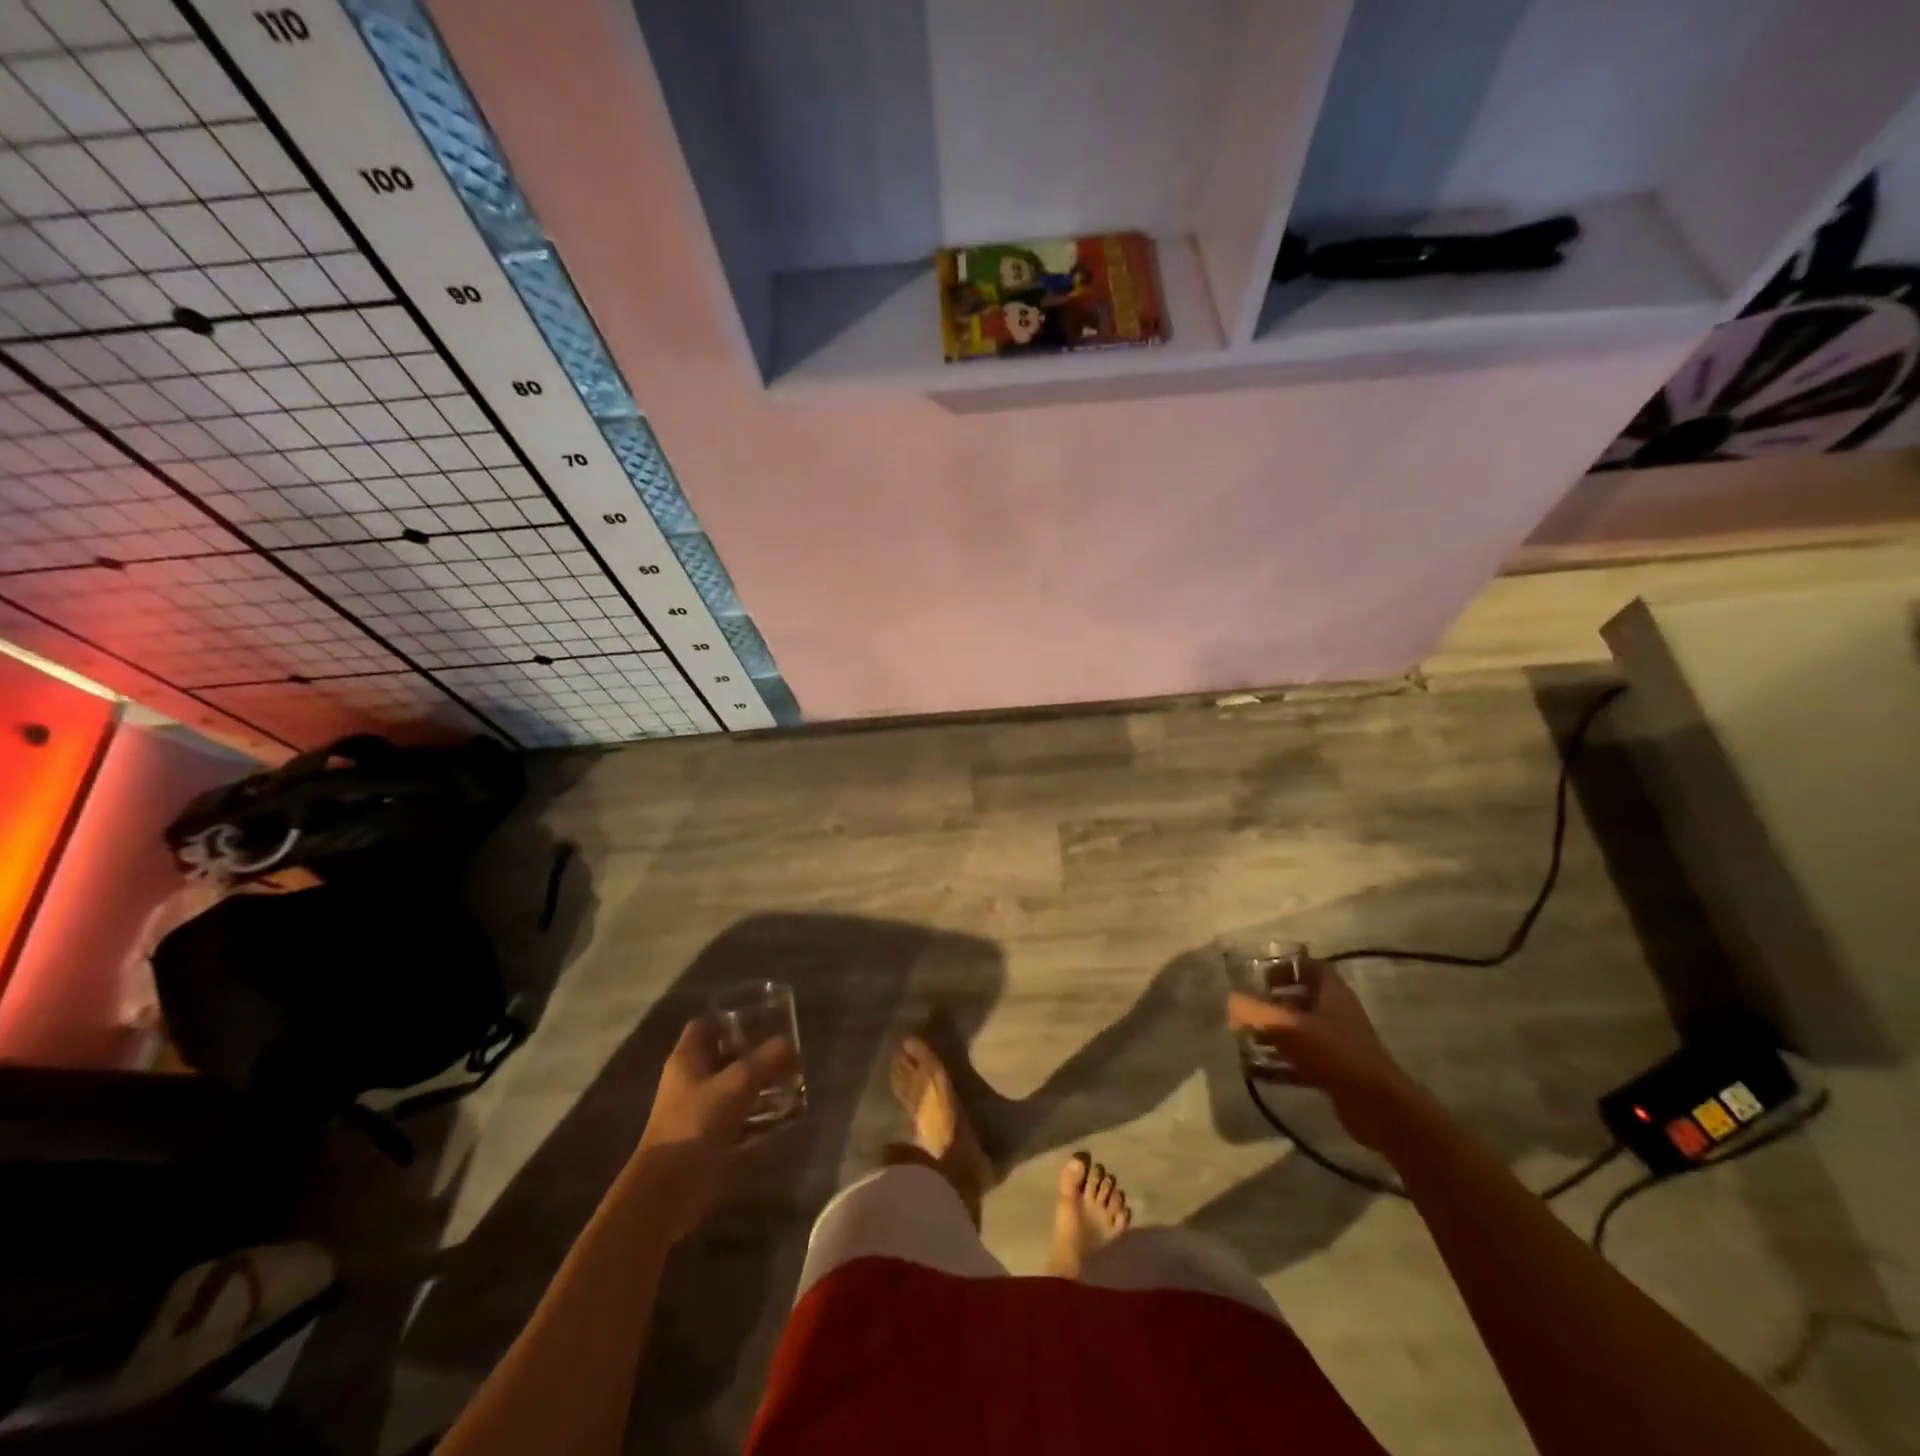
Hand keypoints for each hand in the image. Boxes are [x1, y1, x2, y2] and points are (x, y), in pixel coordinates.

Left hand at [632, 1019, 796, 1240]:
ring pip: (729, 1087)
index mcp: (686, 1059)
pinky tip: (780, 1116)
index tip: (761, 1019)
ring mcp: (695, 1111)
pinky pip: (734, 1118)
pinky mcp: (704, 1139)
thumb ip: (766, 1060)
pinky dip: (754, 1115)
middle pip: (721, 1056)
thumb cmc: (696, 1124)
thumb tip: (789, 1043)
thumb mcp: (737, 1084)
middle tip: (784, 1051)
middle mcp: (688, 1081)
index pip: (705, 1025)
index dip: (730, 1018)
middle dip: (752, 1053)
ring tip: (789, 1081)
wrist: (666, 1191)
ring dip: (756, 1084)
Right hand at [1228, 965, 1419, 1150]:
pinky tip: (1260, 1070)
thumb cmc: (1334, 1053)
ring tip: (1248, 1037)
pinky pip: (1304, 1058)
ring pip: (1302, 1029)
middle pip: (1304, 998)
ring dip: (1276, 1032)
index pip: (1311, 967)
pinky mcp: (1336, 1070)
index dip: (1286, 967)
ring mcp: (1339, 1043)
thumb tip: (1230, 999)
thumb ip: (1256, 1011)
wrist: (1377, 1106)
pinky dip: (1283, 1061)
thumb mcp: (1289, 1027)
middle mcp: (1337, 1013)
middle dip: (1275, 1001)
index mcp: (1332, 993)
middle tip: (1249, 1006)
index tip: (1260, 975)